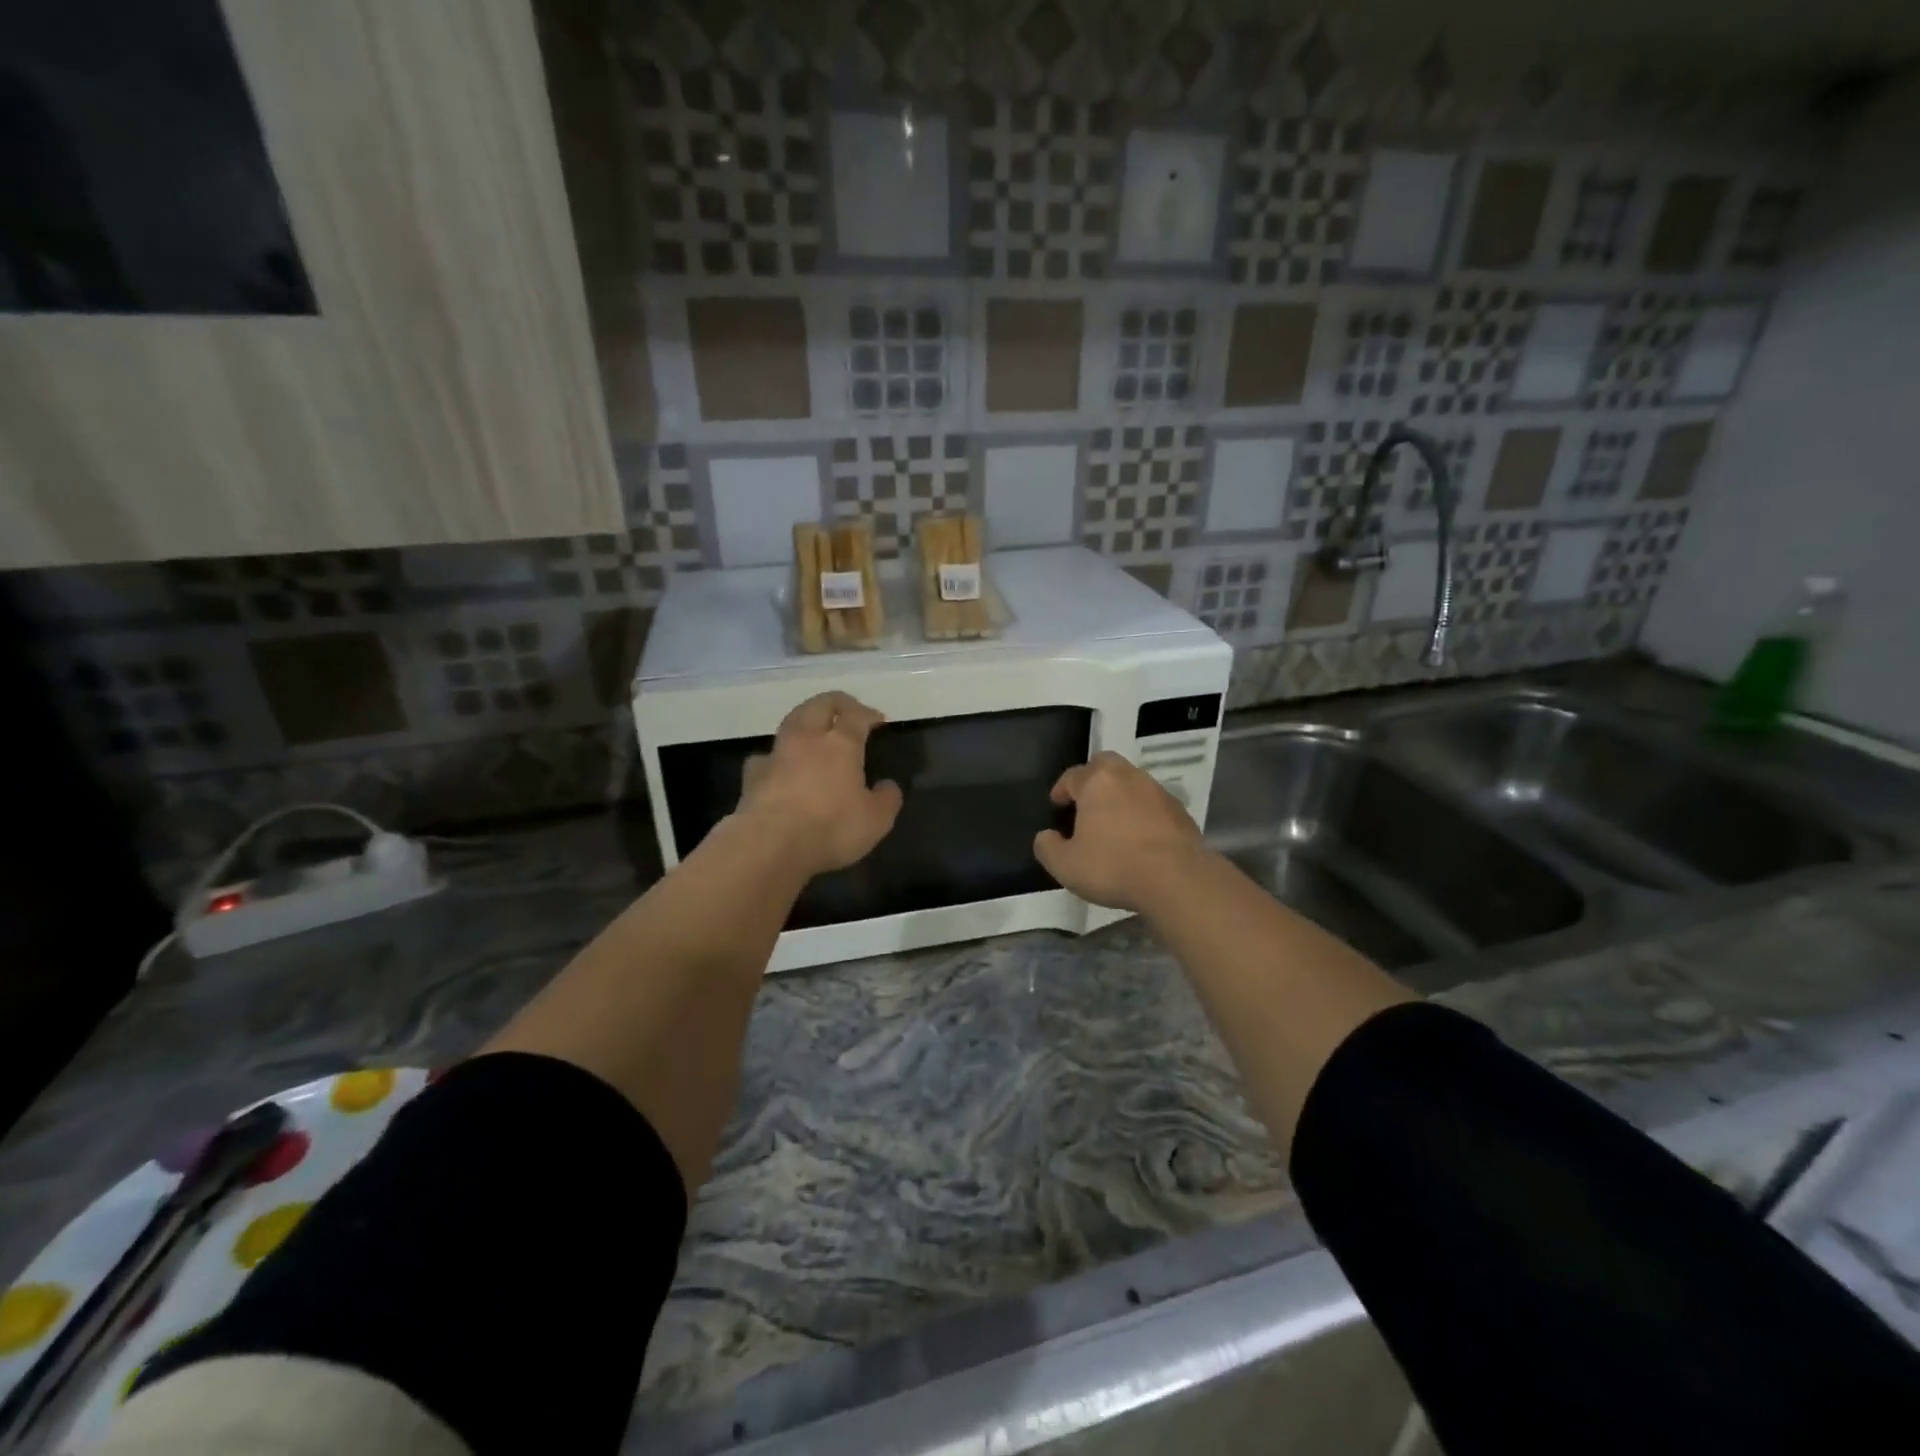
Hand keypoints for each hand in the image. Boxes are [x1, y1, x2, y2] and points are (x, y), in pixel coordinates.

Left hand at [736, 691, 902, 877]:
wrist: (769, 845)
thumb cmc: (831, 827)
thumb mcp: (876, 820)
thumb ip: (886, 799)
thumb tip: (888, 786)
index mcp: (841, 744)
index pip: (856, 714)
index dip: (868, 713)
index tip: (878, 720)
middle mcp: (807, 739)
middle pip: (819, 705)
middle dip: (835, 703)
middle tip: (847, 711)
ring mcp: (776, 754)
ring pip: (790, 722)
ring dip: (804, 721)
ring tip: (813, 733)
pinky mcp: (752, 776)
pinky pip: (767, 755)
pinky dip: (777, 756)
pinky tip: (780, 767)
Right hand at [1033, 751, 1209, 912]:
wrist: (1176, 879)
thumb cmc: (1113, 866)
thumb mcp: (1065, 865)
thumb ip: (1048, 848)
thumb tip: (1046, 837)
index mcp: (1097, 781)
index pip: (1072, 776)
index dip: (1061, 790)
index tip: (1057, 805)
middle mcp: (1128, 776)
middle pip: (1105, 765)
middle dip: (1092, 778)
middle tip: (1085, 802)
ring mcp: (1158, 791)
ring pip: (1132, 782)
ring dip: (1120, 796)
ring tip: (1113, 823)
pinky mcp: (1180, 811)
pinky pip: (1153, 804)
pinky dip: (1142, 813)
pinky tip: (1140, 837)